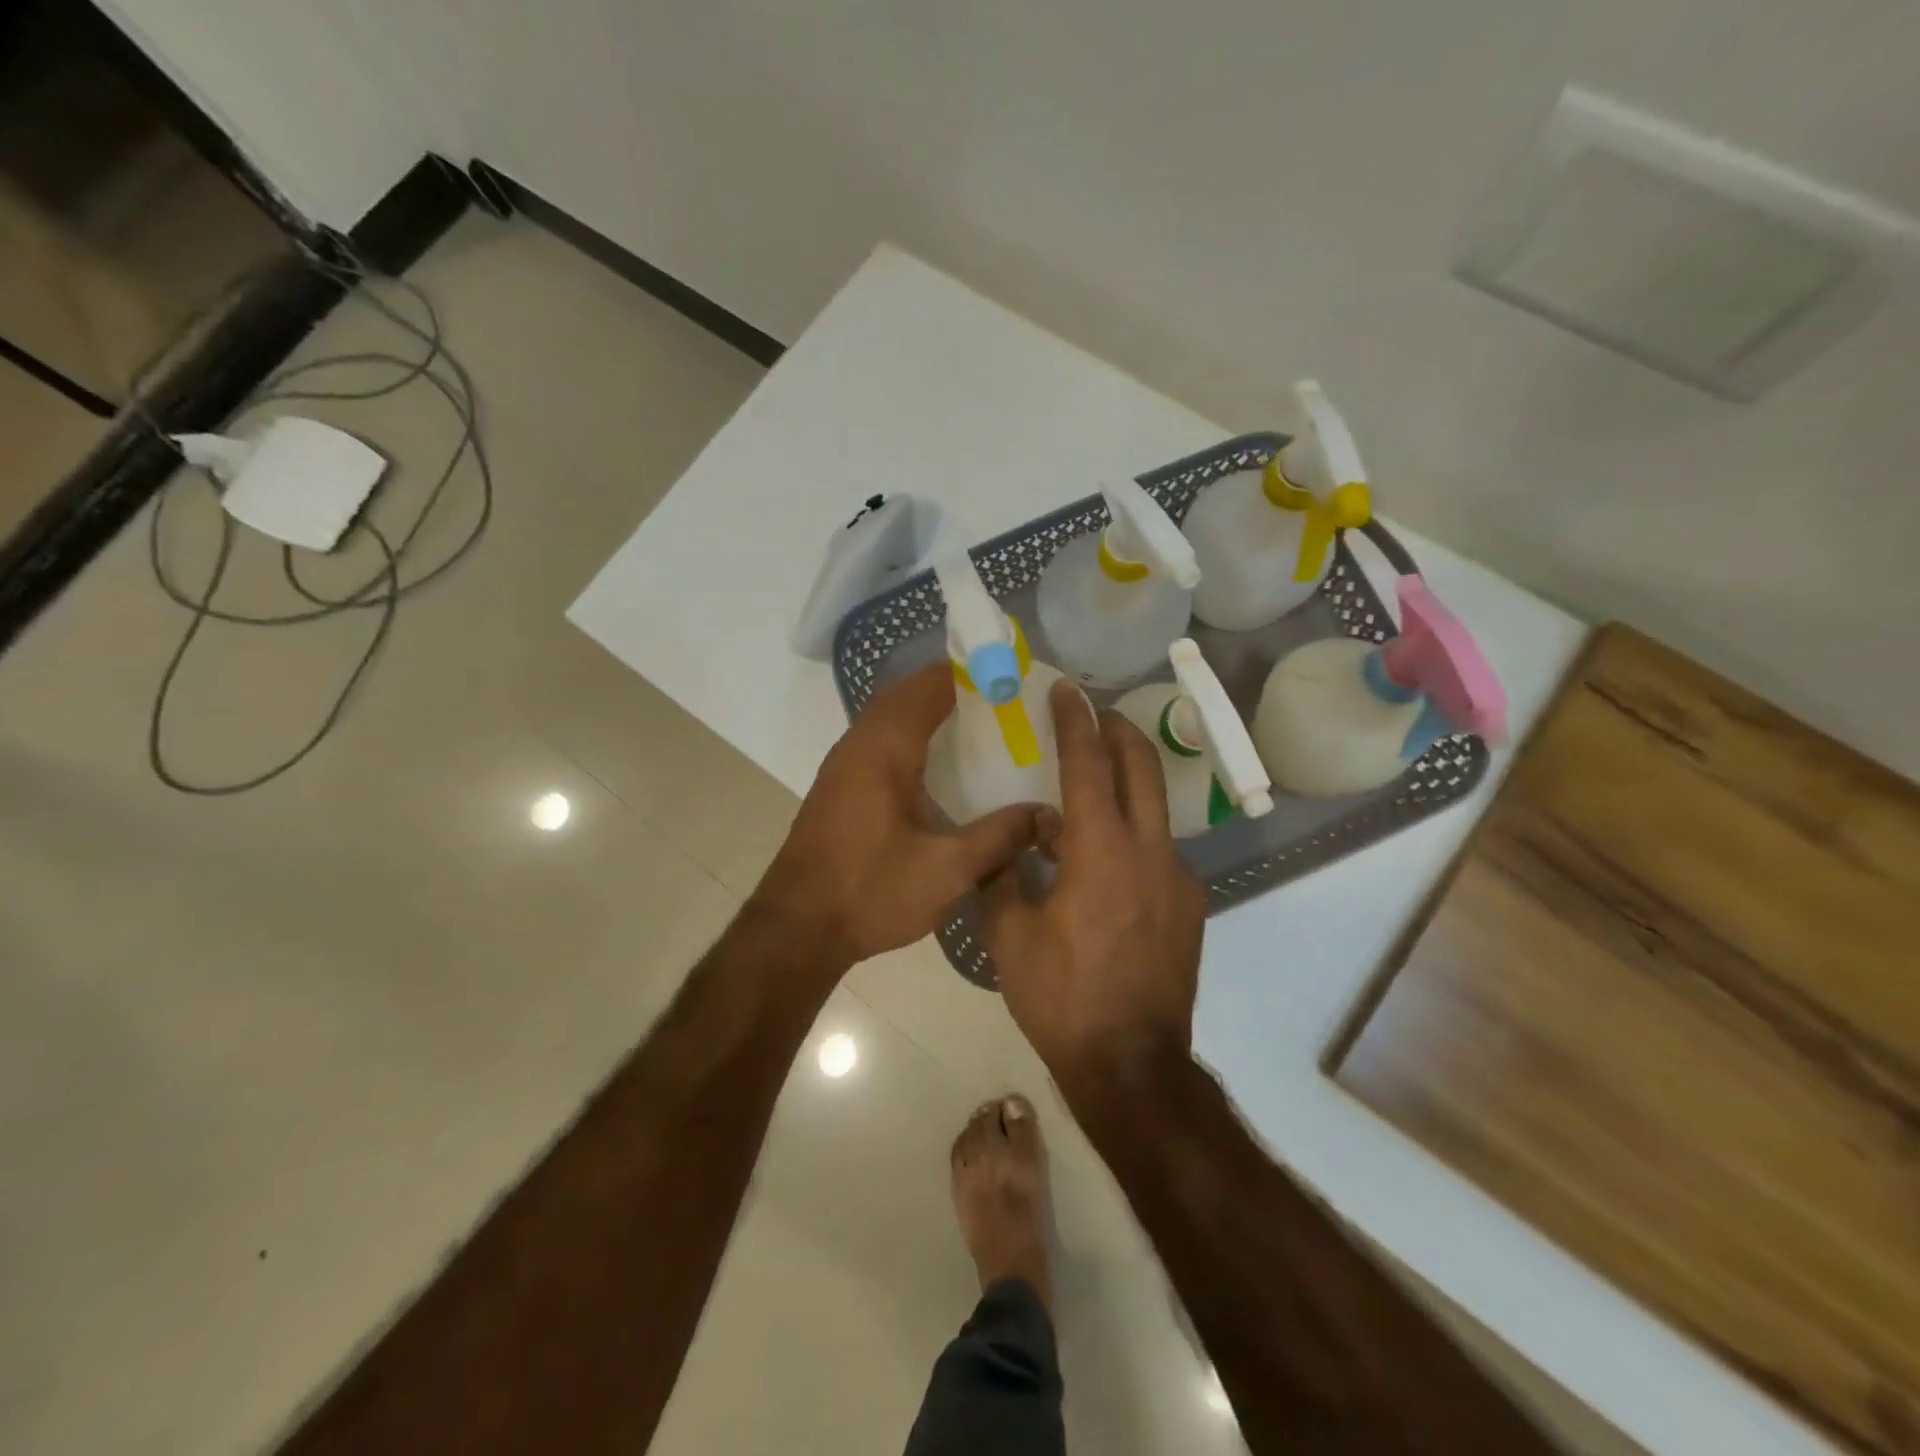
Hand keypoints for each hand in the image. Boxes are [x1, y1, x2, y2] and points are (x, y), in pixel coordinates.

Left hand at [751, 663, 1048, 972]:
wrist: (797, 929)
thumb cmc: (869, 893)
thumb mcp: (947, 870)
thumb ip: (1000, 837)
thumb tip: (1047, 814)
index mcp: (884, 749)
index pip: (929, 686)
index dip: (971, 674)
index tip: (1012, 677)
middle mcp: (860, 744)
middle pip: (908, 694)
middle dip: (954, 689)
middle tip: (1004, 700)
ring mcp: (845, 764)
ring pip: (892, 717)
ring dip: (931, 711)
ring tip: (982, 725)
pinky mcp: (842, 787)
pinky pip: (883, 741)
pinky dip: (914, 736)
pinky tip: (944, 766)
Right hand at [983, 679, 1206, 1107]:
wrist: (1131, 1065)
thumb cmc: (1062, 998)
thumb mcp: (1009, 936)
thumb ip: (1003, 876)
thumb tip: (1010, 842)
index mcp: (1100, 852)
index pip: (1088, 765)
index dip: (1075, 722)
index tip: (1066, 690)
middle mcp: (1148, 851)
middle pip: (1141, 767)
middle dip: (1118, 730)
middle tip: (1095, 713)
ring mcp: (1176, 878)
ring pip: (1154, 808)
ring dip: (1125, 783)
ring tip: (1087, 792)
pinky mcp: (1188, 905)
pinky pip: (1157, 849)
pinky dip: (1130, 834)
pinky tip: (1102, 862)